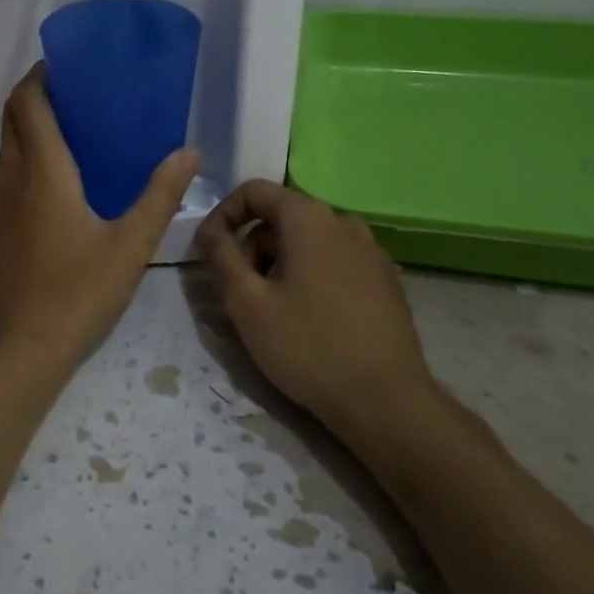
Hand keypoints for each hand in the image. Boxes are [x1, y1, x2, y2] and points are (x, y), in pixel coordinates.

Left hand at [0, 64, 199, 368]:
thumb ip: (160, 195)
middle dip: (35, 95)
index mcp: (42, 172)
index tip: (66, 65)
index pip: (28, 103)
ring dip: (28, 126)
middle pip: (11, 118)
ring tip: (72, 130)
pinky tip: (57, 180)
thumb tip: (189, 152)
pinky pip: (6, 174)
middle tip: (76, 92)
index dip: (40, 76)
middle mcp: (11, 178)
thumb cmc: (78, 293)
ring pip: (6, 146)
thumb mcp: (131, 245)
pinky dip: (24, 156)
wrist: (21, 348)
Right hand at [194, 180, 436, 433]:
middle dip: (252, 249)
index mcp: (310, 217)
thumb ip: (219, 256)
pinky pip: (333, 261)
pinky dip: (310, 277)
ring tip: (275, 313)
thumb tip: (207, 229)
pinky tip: (310, 320)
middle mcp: (344, 221)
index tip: (210, 254)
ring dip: (279, 266)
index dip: (223, 216)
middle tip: (243, 295)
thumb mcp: (246, 302)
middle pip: (280, 218)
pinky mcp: (384, 279)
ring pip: (306, 242)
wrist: (386, 402)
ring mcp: (371, 250)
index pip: (254, 191)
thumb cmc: (308, 347)